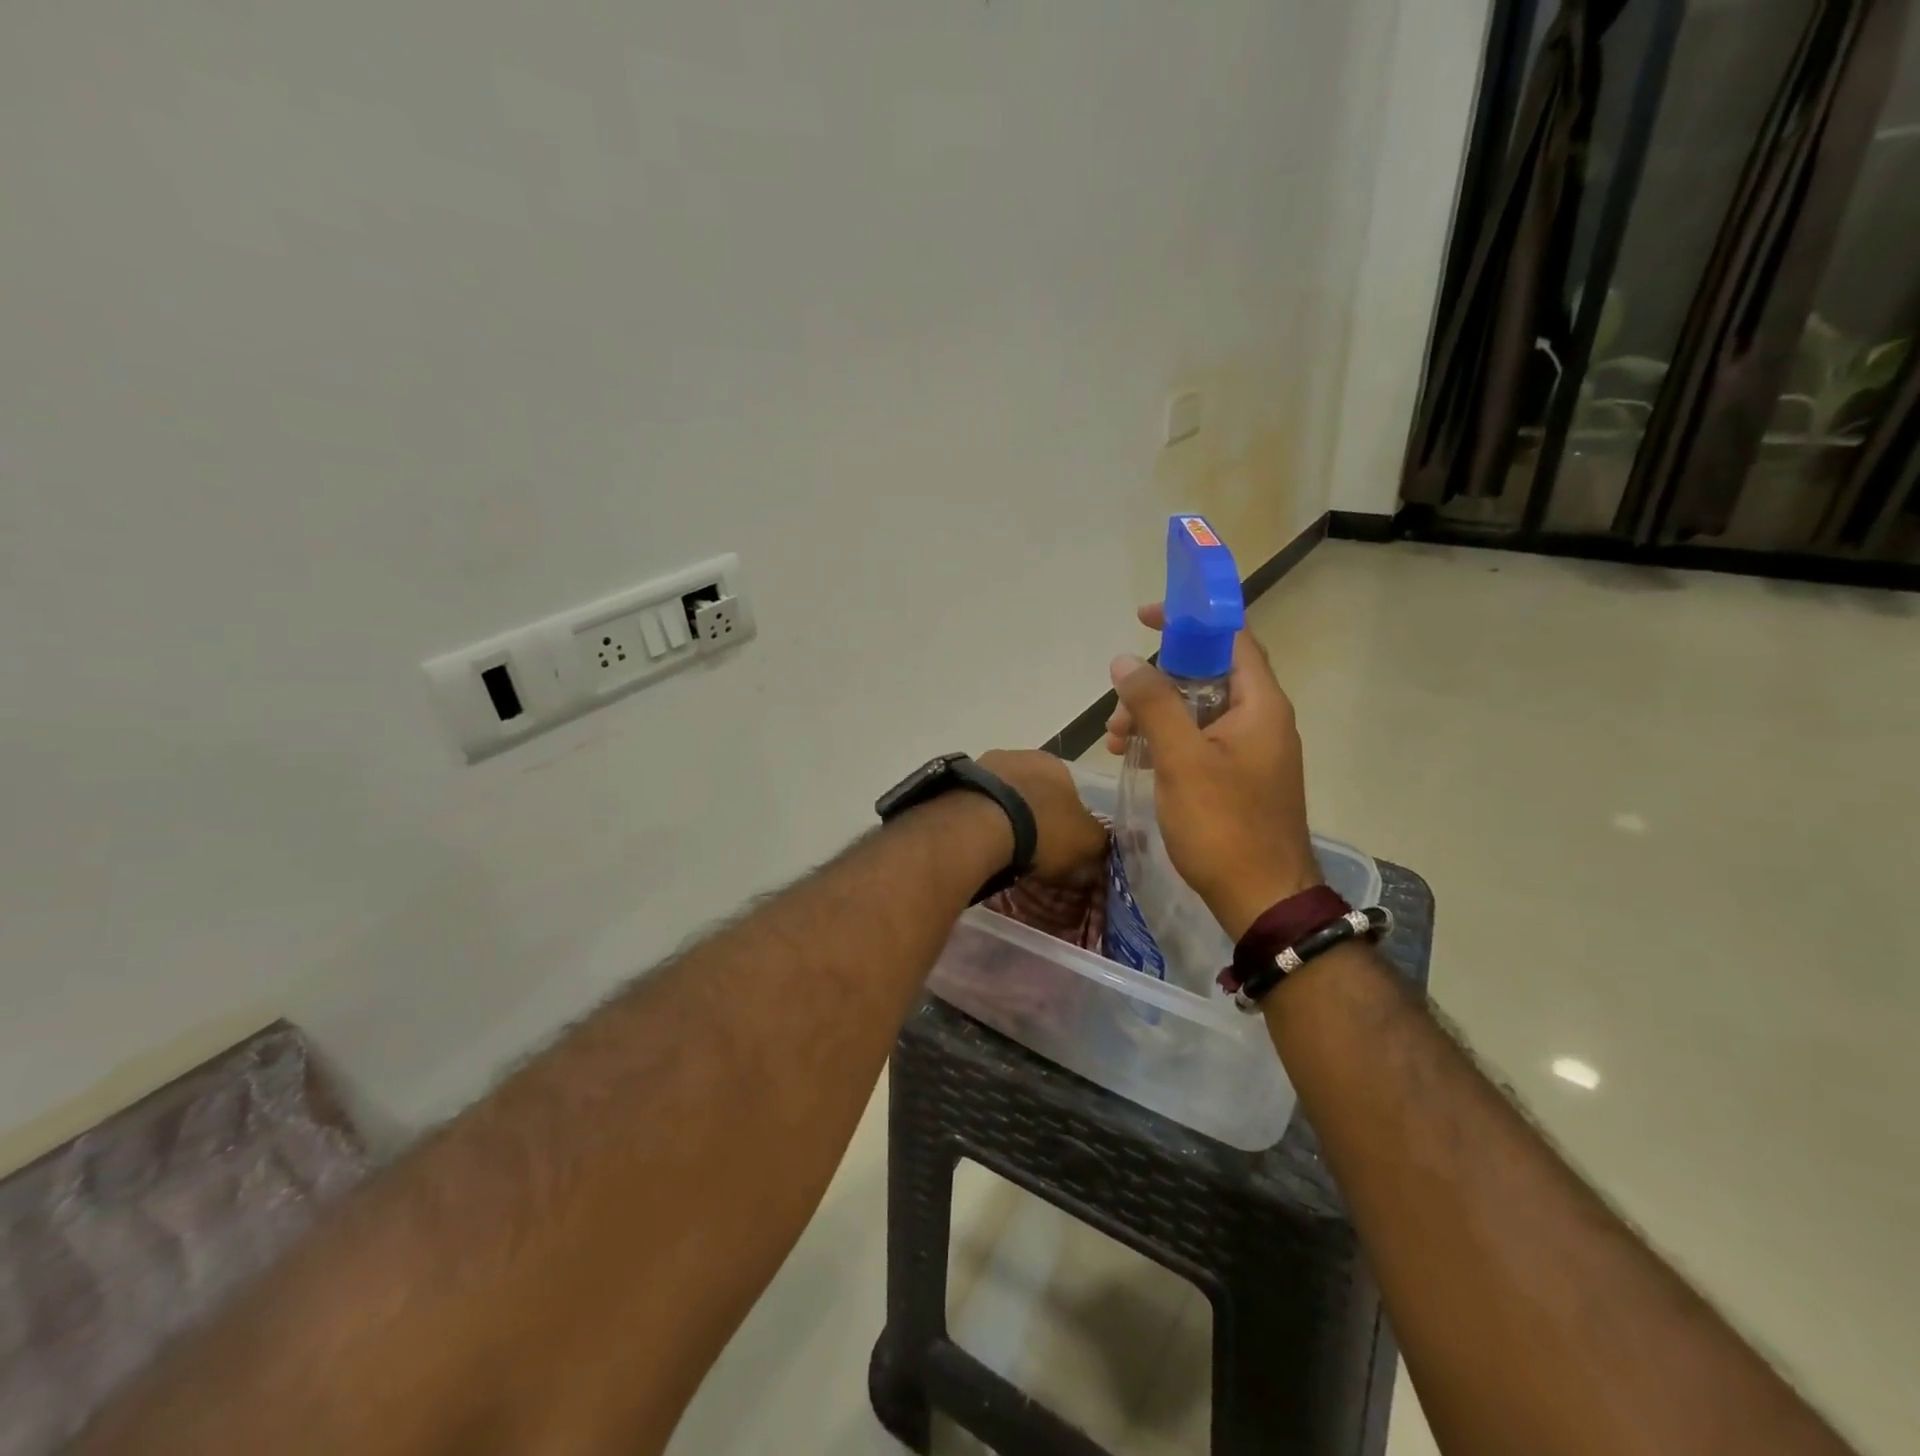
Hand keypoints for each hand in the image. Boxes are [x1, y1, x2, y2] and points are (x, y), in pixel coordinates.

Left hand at [977, 749, 1107, 887]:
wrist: (981, 824)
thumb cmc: (1042, 829)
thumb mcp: (1086, 841)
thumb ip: (1098, 840)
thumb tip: (1100, 843)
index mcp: (1055, 763)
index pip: (1068, 790)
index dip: (1066, 819)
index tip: (1059, 844)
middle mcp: (1019, 755)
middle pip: (1031, 790)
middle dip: (1032, 815)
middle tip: (1029, 848)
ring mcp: (983, 765)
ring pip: (1000, 795)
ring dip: (1002, 815)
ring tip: (999, 848)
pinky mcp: (955, 781)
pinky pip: (974, 803)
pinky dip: (978, 819)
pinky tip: (977, 841)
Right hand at [1104, 605, 1319, 938]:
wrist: (1264, 899)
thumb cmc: (1224, 825)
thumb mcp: (1182, 759)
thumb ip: (1154, 704)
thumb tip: (1126, 660)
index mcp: (1260, 704)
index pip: (1229, 638)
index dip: (1189, 620)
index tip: (1145, 619)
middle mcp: (1261, 720)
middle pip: (1206, 676)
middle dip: (1156, 683)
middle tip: (1119, 708)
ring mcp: (1251, 751)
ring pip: (1198, 711)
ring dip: (1155, 715)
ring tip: (1116, 740)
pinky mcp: (1239, 777)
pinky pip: (1200, 741)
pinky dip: (1168, 741)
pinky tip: (1137, 758)